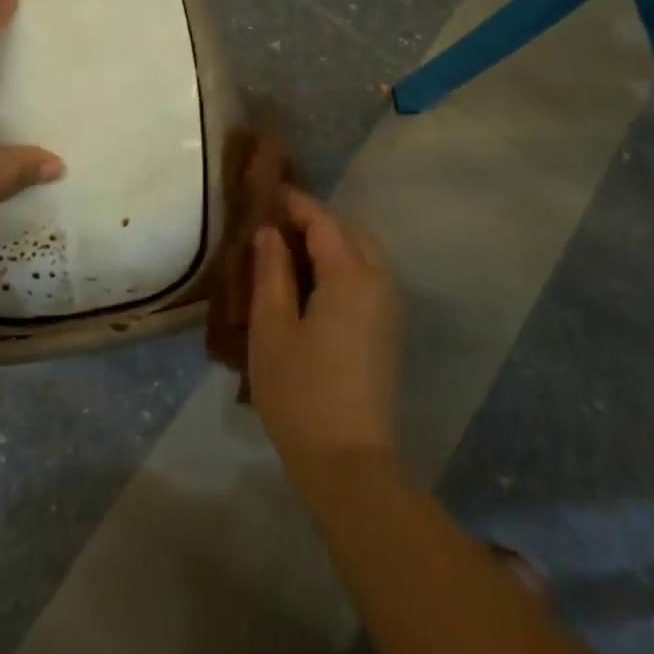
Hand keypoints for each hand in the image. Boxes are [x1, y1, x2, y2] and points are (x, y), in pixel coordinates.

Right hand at [248, 189, 402, 477]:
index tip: (264, 192)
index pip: (323, 221)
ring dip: (327, 246)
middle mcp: (380, 282)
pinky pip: (365, 280)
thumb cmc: (300, 391)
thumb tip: (270, 233)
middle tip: (271, 226)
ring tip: (284, 255)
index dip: (294, 203)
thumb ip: (272, 272)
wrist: (348, 461)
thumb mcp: (272, 327)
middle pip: (348, 232)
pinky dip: (338, 269)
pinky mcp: (388, 331)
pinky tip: (307, 287)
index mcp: (352, 276)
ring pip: (360, 256)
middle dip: (312, 222)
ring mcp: (389, 308)